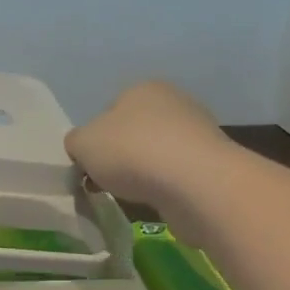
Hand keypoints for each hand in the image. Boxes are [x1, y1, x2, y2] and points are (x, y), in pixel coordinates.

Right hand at [65, 79, 231, 209]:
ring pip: (156, 154)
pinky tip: (158, 200)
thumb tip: (82, 148)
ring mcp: (198, 133)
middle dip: (120, 156)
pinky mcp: (213, 164)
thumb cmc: (132, 152)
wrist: (196, 184)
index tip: (89, 164)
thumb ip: (76, 142)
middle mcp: (174, 102)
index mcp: (142, 89)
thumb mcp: (82, 144)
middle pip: (134, 132)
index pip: (109, 111)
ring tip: (133, 195)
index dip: (95, 139)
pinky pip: (177, 175)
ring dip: (143, 173)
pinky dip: (165, 187)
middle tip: (106, 181)